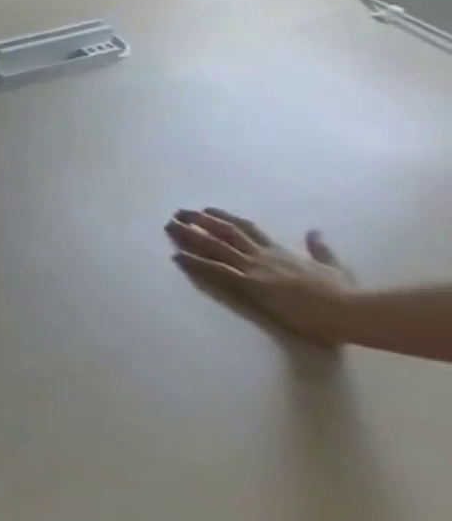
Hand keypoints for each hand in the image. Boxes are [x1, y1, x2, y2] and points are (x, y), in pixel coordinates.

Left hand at [165, 208, 357, 342]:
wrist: (352, 311)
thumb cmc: (346, 294)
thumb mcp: (335, 267)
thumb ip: (321, 249)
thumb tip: (315, 231)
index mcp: (281, 252)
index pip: (248, 229)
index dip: (224, 218)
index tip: (207, 209)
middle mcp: (263, 256)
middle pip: (225, 232)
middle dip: (199, 221)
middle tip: (177, 212)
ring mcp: (256, 269)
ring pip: (215, 246)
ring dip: (189, 236)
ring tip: (168, 226)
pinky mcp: (251, 284)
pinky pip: (217, 270)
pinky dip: (195, 262)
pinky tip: (175, 255)